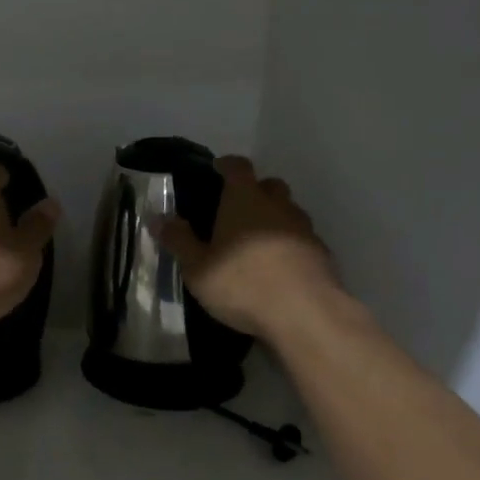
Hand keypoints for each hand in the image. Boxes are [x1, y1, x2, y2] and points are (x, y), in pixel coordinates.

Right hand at [158, 156, 342, 339]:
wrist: (305, 314)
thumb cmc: (243, 284)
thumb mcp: (198, 268)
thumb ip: (178, 240)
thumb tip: (157, 217)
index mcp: (245, 200)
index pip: (238, 167)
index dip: (227, 165)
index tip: (218, 169)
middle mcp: (278, 206)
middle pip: (270, 185)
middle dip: (255, 191)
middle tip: (237, 210)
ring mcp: (304, 229)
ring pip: (289, 212)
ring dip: (275, 219)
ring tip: (257, 243)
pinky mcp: (322, 254)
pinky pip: (302, 240)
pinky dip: (290, 245)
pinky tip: (280, 268)